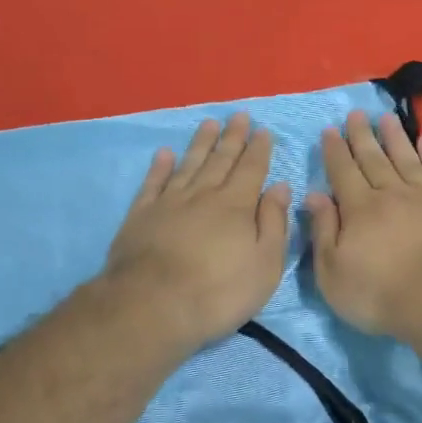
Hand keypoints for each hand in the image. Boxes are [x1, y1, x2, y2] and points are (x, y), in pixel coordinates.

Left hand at [102, 113, 291, 348]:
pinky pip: (153, 183)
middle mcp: (203, 195)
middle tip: (239, 115)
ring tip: (209, 123)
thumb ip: (274, 223)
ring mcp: (169, 203)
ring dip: (201, 143)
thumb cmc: (219, 292)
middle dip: (232, 137)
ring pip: (189, 165)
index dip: (259, 149)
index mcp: (236, 205)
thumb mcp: (264, 264)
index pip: (252, 169)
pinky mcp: (141, 216)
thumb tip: (280, 186)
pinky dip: (160, 166)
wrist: (153, 307)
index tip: (263, 130)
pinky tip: (165, 153)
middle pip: (220, 160)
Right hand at [307, 111, 421, 341]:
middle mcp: (391, 193)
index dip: (334, 151)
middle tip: (356, 114)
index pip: (342, 172)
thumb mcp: (333, 272)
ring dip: (395, 137)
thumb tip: (314, 195)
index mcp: (359, 209)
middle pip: (373, 158)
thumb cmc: (380, 294)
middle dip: (362, 136)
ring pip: (406, 158)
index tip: (329, 131)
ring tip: (386, 118)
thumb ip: (323, 231)